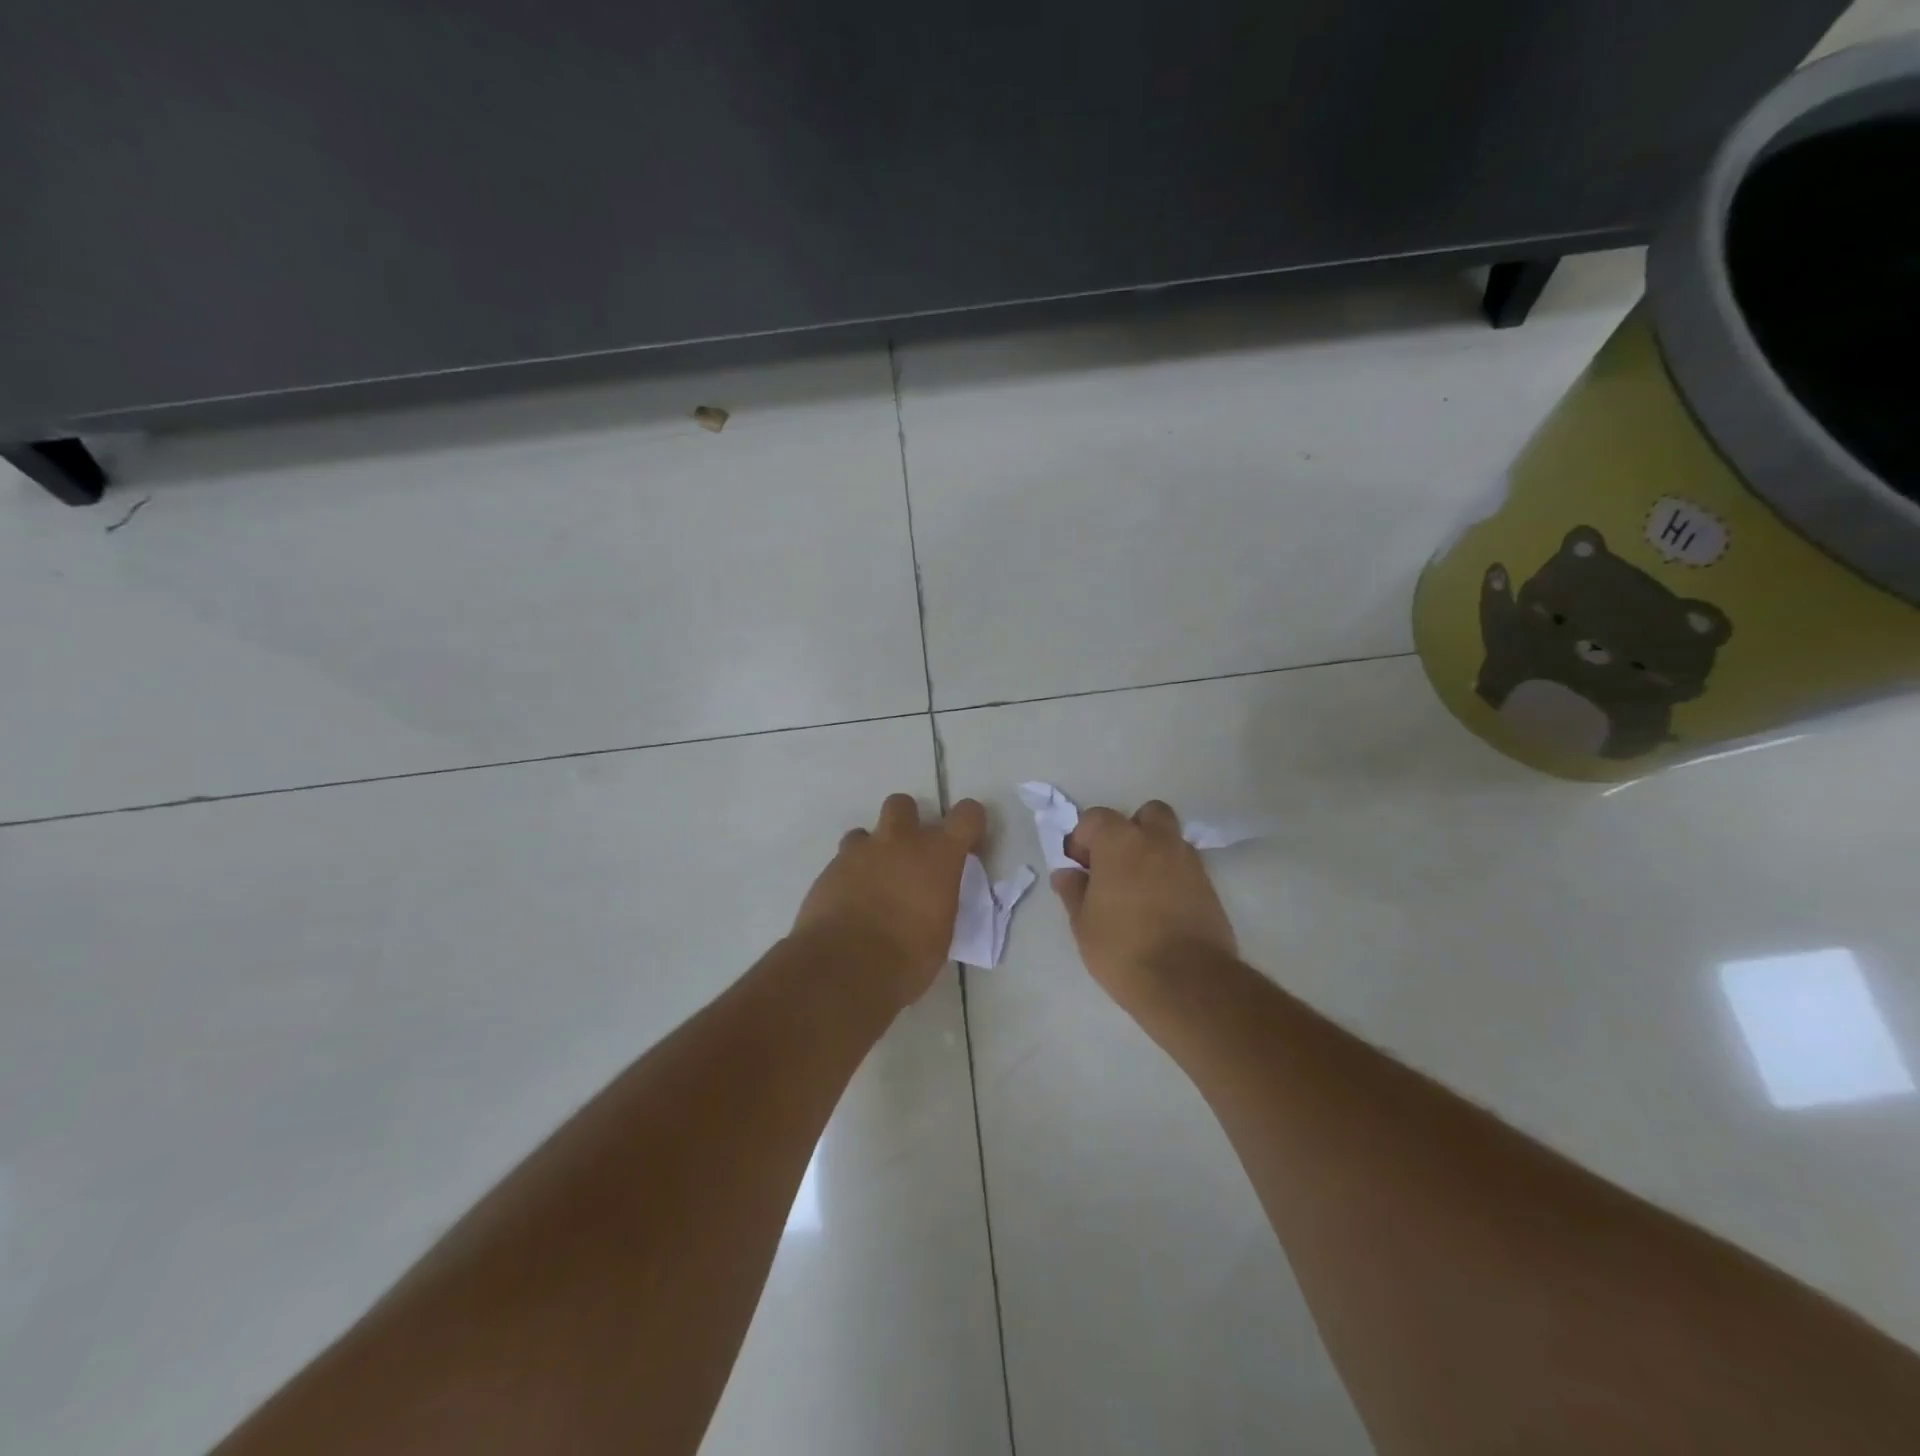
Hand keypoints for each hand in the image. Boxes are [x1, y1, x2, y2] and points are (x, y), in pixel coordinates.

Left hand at [792, 794, 985, 1006]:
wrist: (845, 967)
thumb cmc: (907, 957)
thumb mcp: (942, 932)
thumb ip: (941, 900)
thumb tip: (936, 899)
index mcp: (938, 854)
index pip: (967, 814)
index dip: (970, 825)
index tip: (967, 847)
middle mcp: (900, 841)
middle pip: (903, 804)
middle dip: (908, 822)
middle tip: (910, 856)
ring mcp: (860, 852)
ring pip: (866, 832)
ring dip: (873, 851)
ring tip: (875, 882)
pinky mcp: (829, 869)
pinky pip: (843, 861)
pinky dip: (850, 875)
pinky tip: (851, 903)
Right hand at [1052, 799, 1237, 1010]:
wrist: (1187, 982)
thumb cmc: (1122, 948)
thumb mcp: (1083, 924)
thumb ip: (1073, 891)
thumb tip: (1067, 873)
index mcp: (1120, 841)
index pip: (1096, 817)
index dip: (1083, 838)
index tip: (1078, 866)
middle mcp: (1158, 841)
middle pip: (1146, 815)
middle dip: (1130, 831)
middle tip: (1115, 865)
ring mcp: (1188, 862)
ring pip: (1169, 840)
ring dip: (1153, 853)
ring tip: (1137, 889)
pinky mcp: (1209, 887)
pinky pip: (1185, 868)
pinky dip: (1171, 876)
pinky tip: (1159, 907)